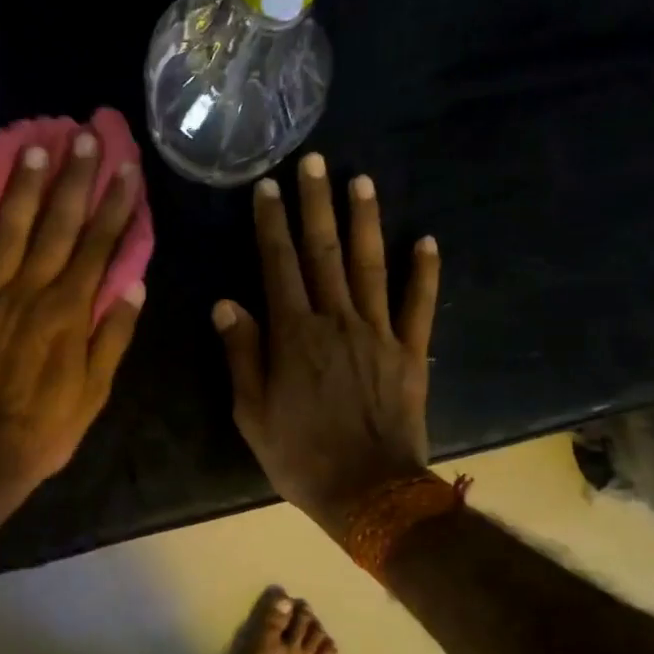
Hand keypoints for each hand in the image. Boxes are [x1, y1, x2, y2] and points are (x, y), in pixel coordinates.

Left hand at [0, 128, 144, 506]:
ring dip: (24, 188)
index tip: (126, 170)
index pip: (97, 247)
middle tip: (86, 135)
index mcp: (68, 313)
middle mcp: (30, 292)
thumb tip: (134, 286)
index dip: (114, 206)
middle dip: (75, 179)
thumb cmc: (44, 429)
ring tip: (37, 148)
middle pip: (57, 226)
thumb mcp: (94, 392)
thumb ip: (113, 337)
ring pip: (9, 231)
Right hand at [213, 153, 440, 537]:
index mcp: (293, 335)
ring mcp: (379, 333)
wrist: (369, 491)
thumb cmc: (300, 455)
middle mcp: (336, 321)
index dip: (271, 224)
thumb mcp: (252, 413)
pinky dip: (424, 272)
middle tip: (315, 161)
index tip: (268, 186)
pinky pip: (419, 305)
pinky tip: (426, 239)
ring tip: (361, 180)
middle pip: (324, 253)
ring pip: (371, 266)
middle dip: (316, 204)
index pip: (278, 266)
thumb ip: (242, 354)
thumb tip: (227, 304)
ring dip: (365, 221)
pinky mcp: (410, 353)